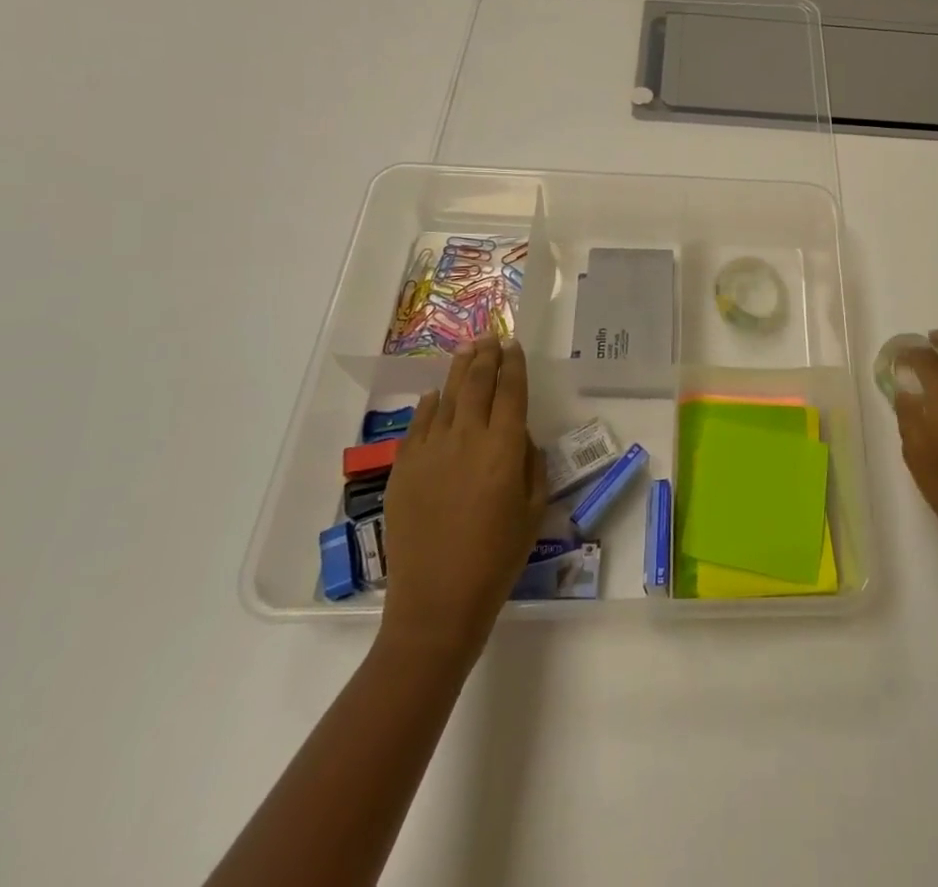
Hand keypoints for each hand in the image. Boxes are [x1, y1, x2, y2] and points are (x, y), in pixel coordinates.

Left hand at [380, 336, 546, 660]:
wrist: (437, 600)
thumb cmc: (498, 557)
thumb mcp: (533, 508)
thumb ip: (530, 462)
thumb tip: (518, 435)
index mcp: (504, 447)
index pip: (511, 390)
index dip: (514, 363)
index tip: (514, 344)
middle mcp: (467, 438)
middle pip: (478, 383)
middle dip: (486, 356)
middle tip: (490, 336)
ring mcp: (430, 451)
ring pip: (447, 396)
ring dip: (459, 370)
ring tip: (467, 350)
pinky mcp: (404, 468)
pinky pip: (418, 424)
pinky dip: (431, 405)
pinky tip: (437, 396)